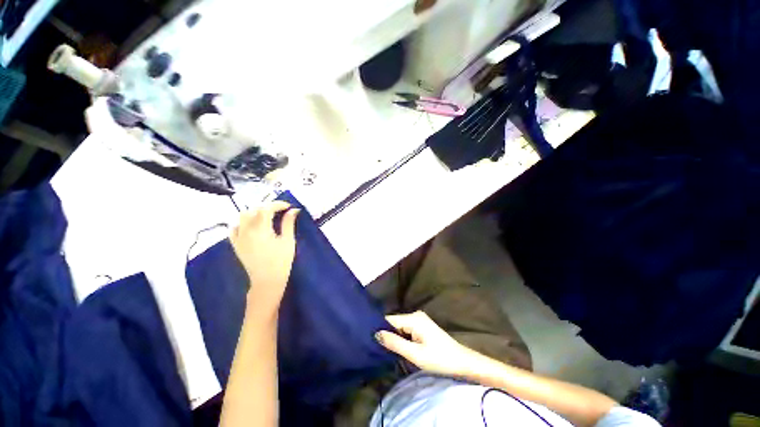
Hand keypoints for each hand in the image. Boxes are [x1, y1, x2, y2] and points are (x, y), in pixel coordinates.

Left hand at [230, 201, 299, 319]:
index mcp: (261, 229)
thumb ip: (288, 223)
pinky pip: (234, 228)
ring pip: (242, 216)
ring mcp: (239, 237)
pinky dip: (242, 223)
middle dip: (268, 207)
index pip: (266, 208)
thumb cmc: (281, 261)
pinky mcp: (235, 244)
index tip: (288, 207)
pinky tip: (251, 225)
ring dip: (255, 212)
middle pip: (254, 210)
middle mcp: (246, 230)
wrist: (267, 281)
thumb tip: (293, 210)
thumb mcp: (288, 241)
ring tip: (266, 216)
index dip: (278, 204)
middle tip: (280, 211)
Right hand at [375, 311, 480, 376]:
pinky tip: (397, 347)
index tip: (368, 339)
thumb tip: (376, 333)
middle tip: (375, 347)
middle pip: (394, 322)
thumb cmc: (439, 359)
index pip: (390, 320)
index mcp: (413, 318)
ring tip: (383, 348)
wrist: (462, 362)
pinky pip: (406, 329)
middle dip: (386, 333)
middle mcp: (415, 315)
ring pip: (400, 326)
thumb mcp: (415, 354)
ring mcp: (420, 320)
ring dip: (394, 337)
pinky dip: (401, 337)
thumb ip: (395, 343)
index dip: (379, 328)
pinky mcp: (422, 326)